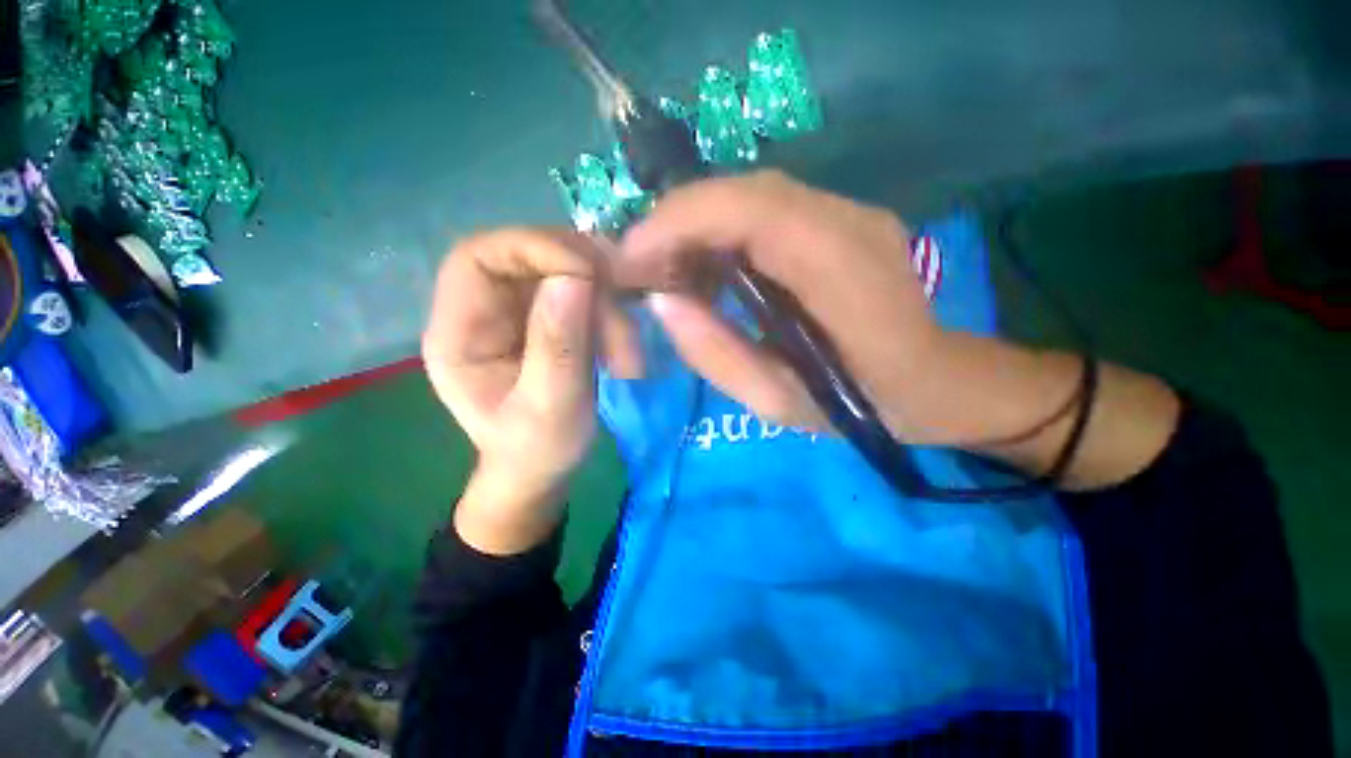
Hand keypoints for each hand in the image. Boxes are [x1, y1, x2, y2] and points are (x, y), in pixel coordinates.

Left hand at [422, 228, 637, 553]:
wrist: (542, 470)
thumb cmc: (536, 450)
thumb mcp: (551, 408)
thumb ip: (558, 346)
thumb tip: (575, 277)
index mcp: (458, 334)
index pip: (479, 257)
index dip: (533, 248)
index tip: (590, 271)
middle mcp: (482, 312)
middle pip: (528, 258)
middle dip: (582, 277)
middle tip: (623, 308)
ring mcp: (517, 314)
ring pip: (563, 274)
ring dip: (605, 303)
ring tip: (627, 351)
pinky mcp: (546, 321)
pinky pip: (581, 296)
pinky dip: (609, 313)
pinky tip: (622, 346)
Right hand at [622, 170, 962, 442]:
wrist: (933, 383)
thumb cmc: (859, 405)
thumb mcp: (776, 401)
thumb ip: (715, 353)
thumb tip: (662, 302)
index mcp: (841, 272)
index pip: (750, 209)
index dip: (679, 222)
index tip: (630, 258)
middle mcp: (850, 223)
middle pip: (746, 191)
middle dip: (678, 222)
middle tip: (641, 268)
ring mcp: (851, 213)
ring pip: (752, 196)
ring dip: (698, 227)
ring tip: (669, 272)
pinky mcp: (843, 220)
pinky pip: (768, 211)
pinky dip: (724, 233)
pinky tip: (711, 271)